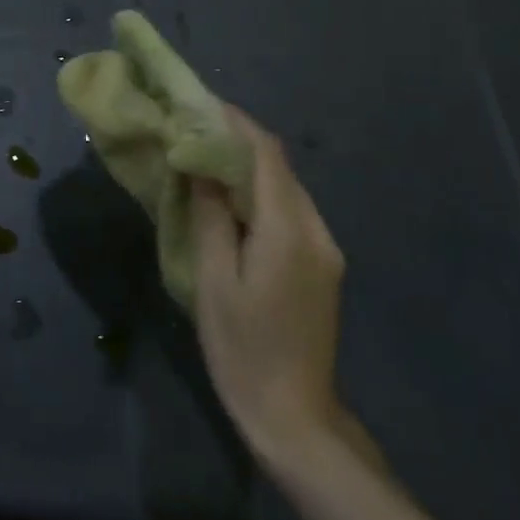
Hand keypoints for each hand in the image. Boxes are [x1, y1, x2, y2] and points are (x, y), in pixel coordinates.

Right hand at [192, 106, 350, 470]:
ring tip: (205, 159)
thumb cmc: (242, 348)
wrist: (294, 414)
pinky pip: (290, 212)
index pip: (266, 157)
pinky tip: (230, 200)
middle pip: (280, 168)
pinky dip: (260, 194)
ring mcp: (325, 249)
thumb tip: (201, 164)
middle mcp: (317, 231)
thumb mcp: (213, 281)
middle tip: (194, 130)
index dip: (235, 124)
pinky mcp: (323, 265)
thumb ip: (210, 215)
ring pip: (286, 188)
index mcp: (289, 232)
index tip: (200, 105)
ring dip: (249, 167)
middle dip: (239, 141)